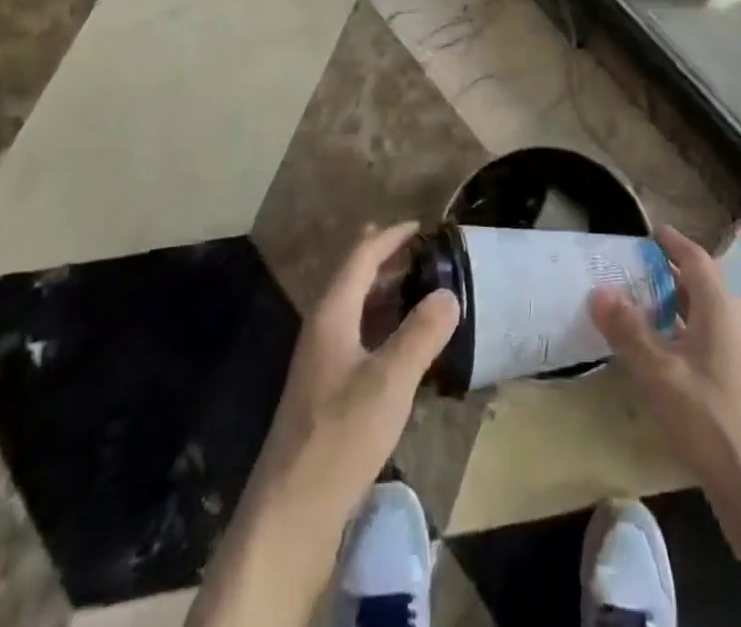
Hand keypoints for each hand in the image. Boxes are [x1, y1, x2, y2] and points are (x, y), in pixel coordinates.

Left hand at [249, 222, 459, 528]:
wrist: (291, 515)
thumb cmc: (340, 436)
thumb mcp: (390, 381)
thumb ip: (422, 333)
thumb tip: (449, 292)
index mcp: (331, 314)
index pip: (361, 257)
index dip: (390, 237)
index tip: (421, 226)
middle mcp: (323, 330)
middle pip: (355, 280)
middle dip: (388, 261)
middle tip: (427, 254)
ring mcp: (322, 364)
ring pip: (357, 312)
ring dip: (387, 295)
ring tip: (422, 290)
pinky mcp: (327, 394)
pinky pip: (360, 341)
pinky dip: (384, 328)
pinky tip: (406, 346)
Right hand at [592, 226, 740, 557]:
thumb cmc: (711, 420)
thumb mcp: (660, 373)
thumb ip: (629, 330)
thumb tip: (599, 290)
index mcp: (719, 309)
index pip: (695, 259)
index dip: (672, 243)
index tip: (649, 232)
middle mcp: (733, 324)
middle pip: (699, 286)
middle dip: (666, 275)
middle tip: (630, 272)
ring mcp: (739, 357)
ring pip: (701, 316)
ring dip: (671, 307)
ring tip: (635, 310)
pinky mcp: (737, 386)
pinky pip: (703, 342)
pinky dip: (679, 336)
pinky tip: (656, 357)